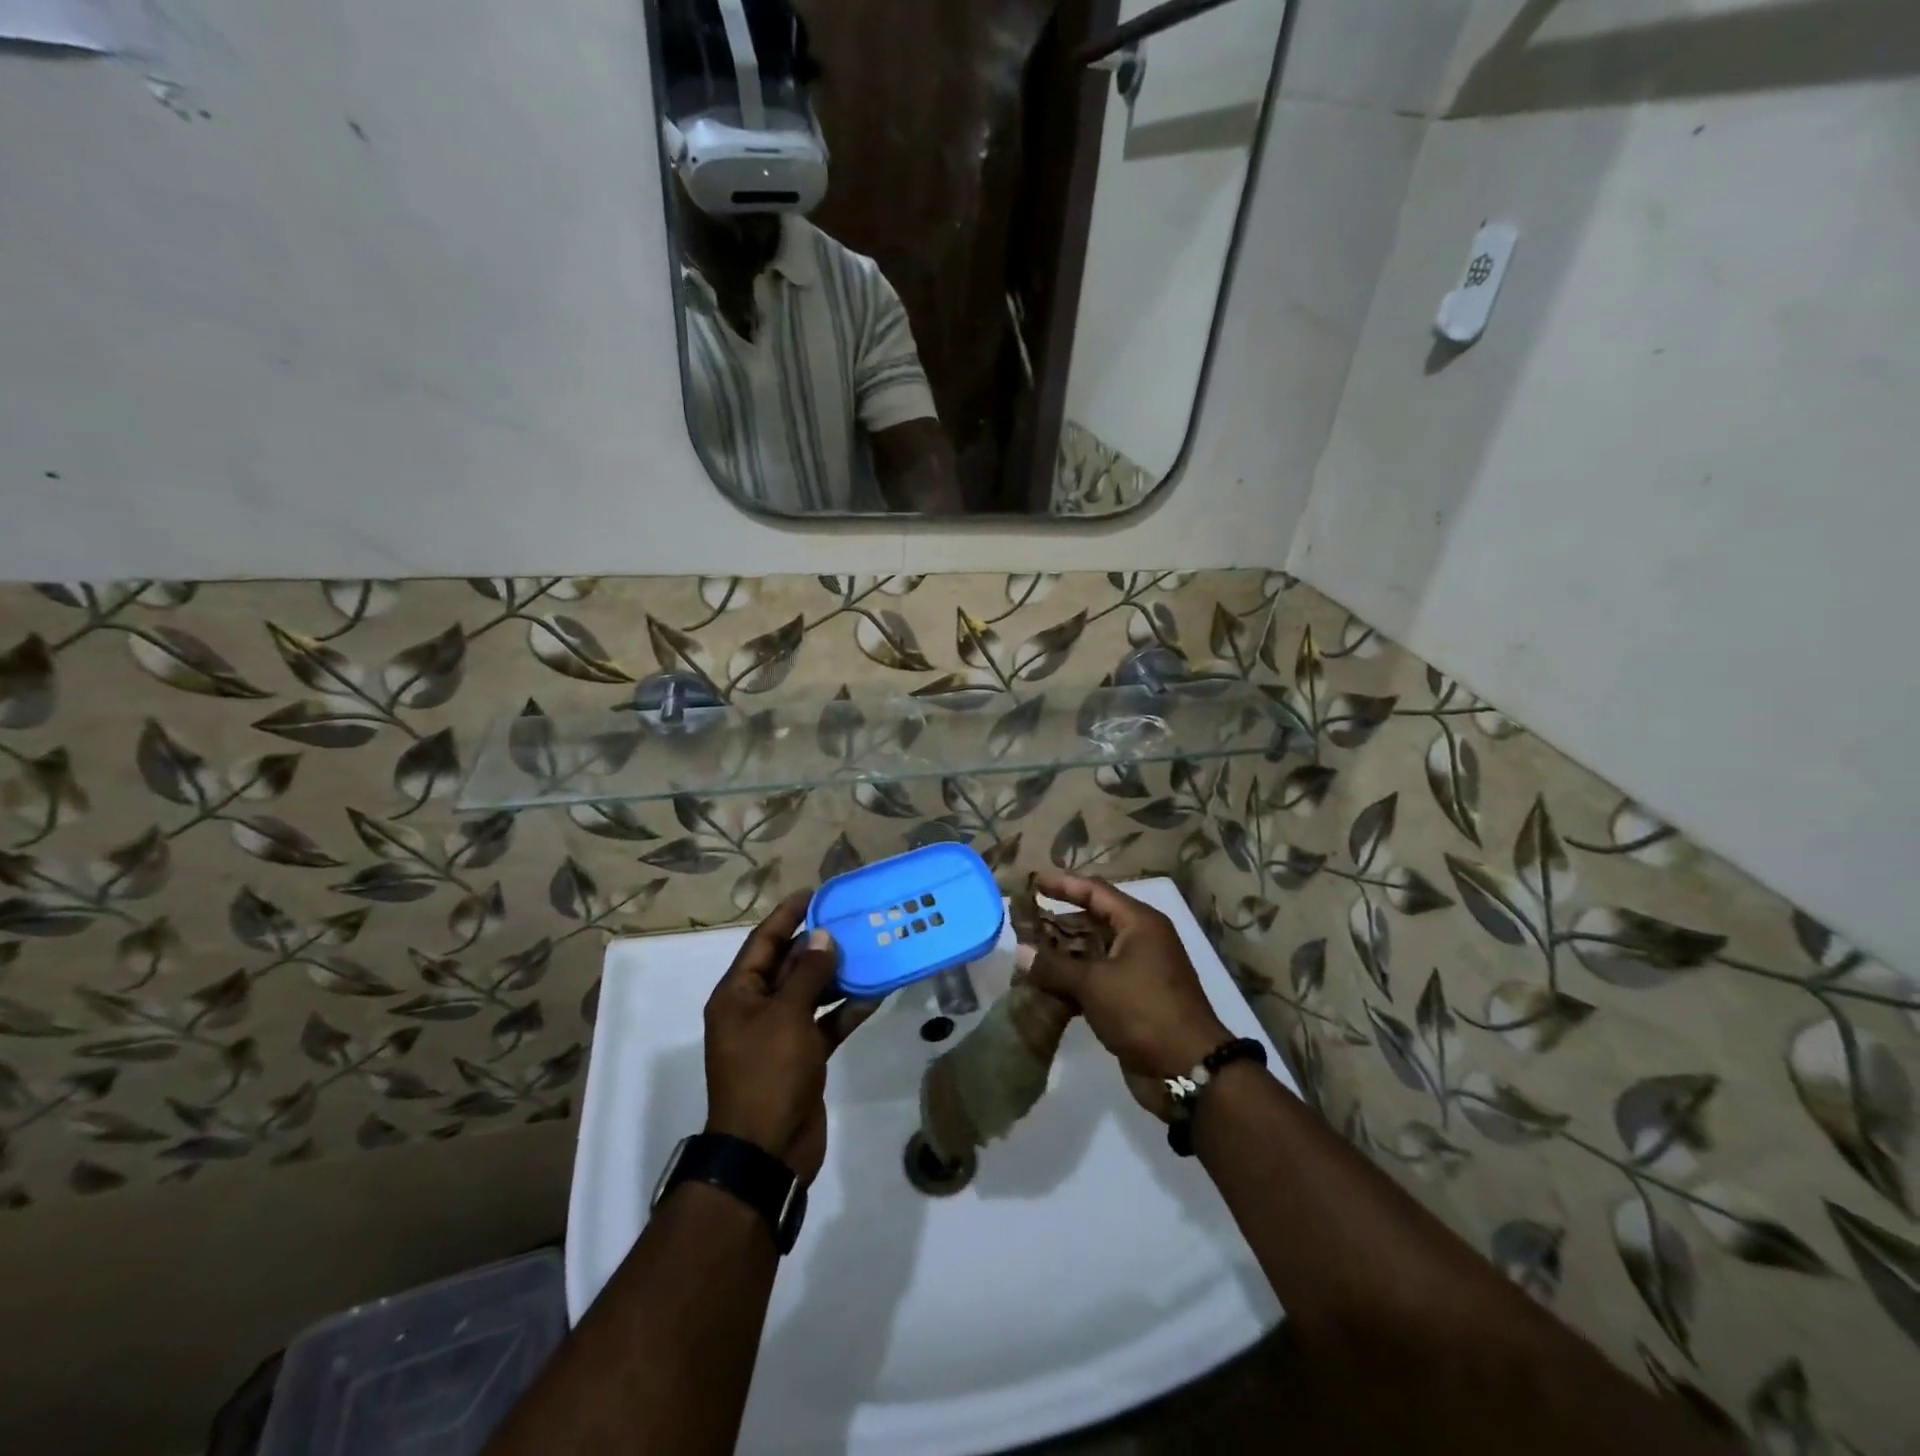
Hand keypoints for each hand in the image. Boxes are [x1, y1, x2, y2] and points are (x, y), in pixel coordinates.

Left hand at [703, 891, 880, 1184]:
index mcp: (738, 994)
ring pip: (810, 993)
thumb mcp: (787, 1015)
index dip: (787, 914)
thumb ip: (807, 973)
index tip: (815, 892)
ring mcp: (778, 1034)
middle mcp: (755, 1008)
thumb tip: (822, 937)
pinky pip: (825, 1023)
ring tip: (870, 950)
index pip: (763, 942)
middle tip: (853, 920)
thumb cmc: (768, 1072)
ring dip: (837, 976)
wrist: (766, 1150)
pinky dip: (846, 1010)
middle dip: (818, 944)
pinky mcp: (801, 1056)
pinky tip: (876, 994)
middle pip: (788, 964)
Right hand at [1016, 872, 1231, 1116]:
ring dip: (1062, 953)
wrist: (1188, 1069)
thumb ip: (1054, 965)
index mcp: (1139, 923)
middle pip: (1093, 919)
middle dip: (1058, 921)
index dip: (1063, 885)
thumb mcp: (1094, 984)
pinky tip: (1044, 987)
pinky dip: (1073, 980)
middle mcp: (1140, 939)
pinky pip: (1097, 978)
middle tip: (1022, 923)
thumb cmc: (1144, 1011)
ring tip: (1027, 954)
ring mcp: (1138, 970)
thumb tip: (1019, 951)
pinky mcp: (1132, 998)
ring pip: (1092, 951)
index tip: (1033, 882)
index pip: (1095, 891)